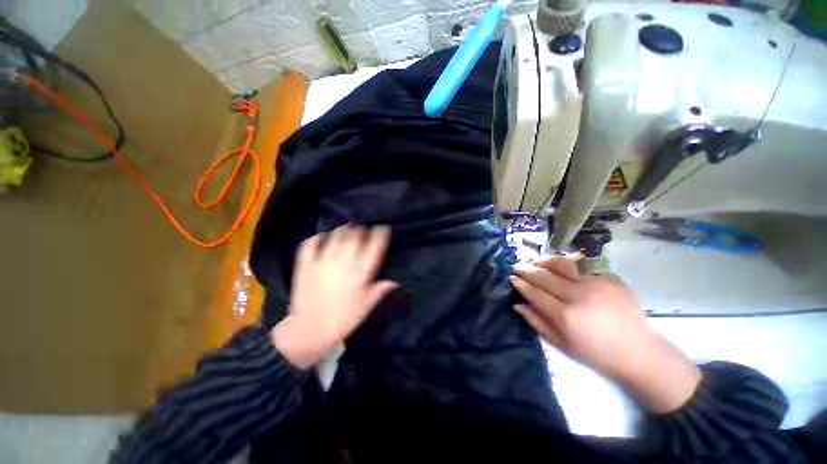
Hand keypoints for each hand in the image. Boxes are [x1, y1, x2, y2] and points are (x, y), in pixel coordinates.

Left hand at [272, 225, 397, 368]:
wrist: (310, 330)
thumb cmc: (343, 318)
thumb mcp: (366, 306)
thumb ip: (380, 290)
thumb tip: (394, 282)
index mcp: (360, 274)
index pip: (374, 247)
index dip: (380, 234)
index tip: (382, 228)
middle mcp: (343, 263)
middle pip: (355, 237)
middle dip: (361, 230)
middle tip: (363, 230)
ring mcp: (323, 262)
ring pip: (335, 236)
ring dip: (343, 230)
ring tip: (347, 229)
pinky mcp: (306, 265)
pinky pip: (310, 243)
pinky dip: (318, 237)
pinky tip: (323, 237)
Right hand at [511, 256, 700, 412]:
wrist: (639, 352)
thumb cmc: (596, 354)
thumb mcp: (562, 344)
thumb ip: (537, 322)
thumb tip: (517, 304)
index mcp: (565, 315)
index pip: (535, 293)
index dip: (521, 284)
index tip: (512, 278)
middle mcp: (578, 295)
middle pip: (545, 276)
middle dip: (527, 269)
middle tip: (517, 265)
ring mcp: (596, 283)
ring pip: (561, 264)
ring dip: (544, 260)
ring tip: (534, 259)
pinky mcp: (609, 278)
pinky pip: (582, 266)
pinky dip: (567, 263)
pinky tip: (559, 264)